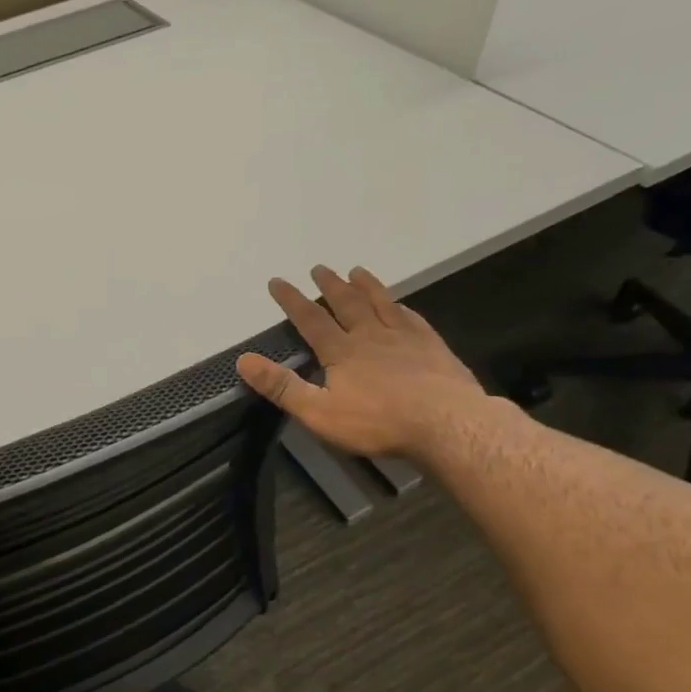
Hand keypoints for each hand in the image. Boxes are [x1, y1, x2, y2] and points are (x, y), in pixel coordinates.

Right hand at [235, 264, 491, 460]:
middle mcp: (371, 336)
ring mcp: (405, 338)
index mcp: (342, 351)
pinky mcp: (433, 348)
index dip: (292, 300)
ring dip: (366, 286)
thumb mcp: (318, 412)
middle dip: (330, 286)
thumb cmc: (378, 422)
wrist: (446, 423)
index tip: (278, 281)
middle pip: (347, 303)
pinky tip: (401, 304)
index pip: (310, 320)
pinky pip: (413, 319)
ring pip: (381, 303)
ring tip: (356, 270)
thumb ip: (281, 386)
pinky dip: (401, 307)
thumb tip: (244, 361)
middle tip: (319, 268)